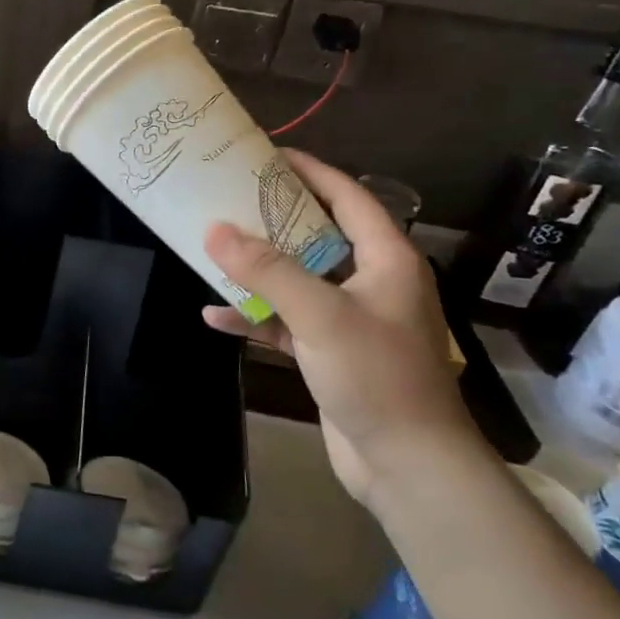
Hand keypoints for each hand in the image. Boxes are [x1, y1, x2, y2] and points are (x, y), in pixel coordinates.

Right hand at [201, 149, 480, 507]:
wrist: (407, 463)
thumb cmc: (377, 377)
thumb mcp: (320, 315)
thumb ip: (268, 270)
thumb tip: (214, 229)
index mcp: (386, 260)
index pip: (349, 198)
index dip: (311, 172)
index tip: (268, 155)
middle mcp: (371, 282)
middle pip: (317, 236)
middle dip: (273, 220)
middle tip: (229, 199)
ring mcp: (350, 319)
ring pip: (297, 280)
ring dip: (257, 270)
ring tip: (212, 251)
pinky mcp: (330, 352)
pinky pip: (287, 321)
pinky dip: (255, 316)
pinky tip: (216, 315)